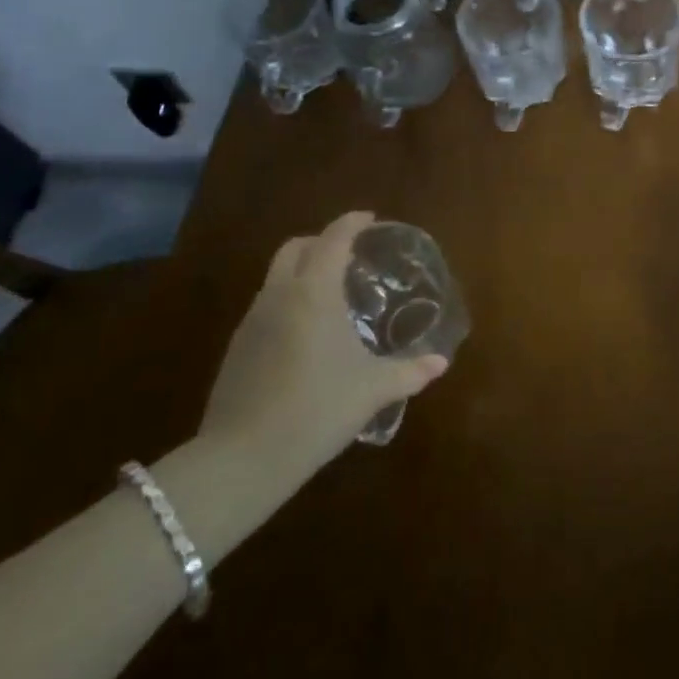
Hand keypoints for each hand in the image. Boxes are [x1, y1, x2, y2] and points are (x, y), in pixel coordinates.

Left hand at [200, 212, 447, 466]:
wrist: (242, 459)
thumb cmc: (316, 410)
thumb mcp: (372, 390)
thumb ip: (409, 372)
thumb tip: (440, 363)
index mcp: (314, 292)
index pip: (334, 238)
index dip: (352, 223)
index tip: (370, 219)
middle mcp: (280, 294)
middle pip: (296, 247)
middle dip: (322, 241)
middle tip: (350, 254)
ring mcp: (252, 320)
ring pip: (276, 275)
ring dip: (302, 270)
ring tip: (330, 294)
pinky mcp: (237, 347)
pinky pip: (266, 304)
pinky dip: (288, 299)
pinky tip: (304, 332)